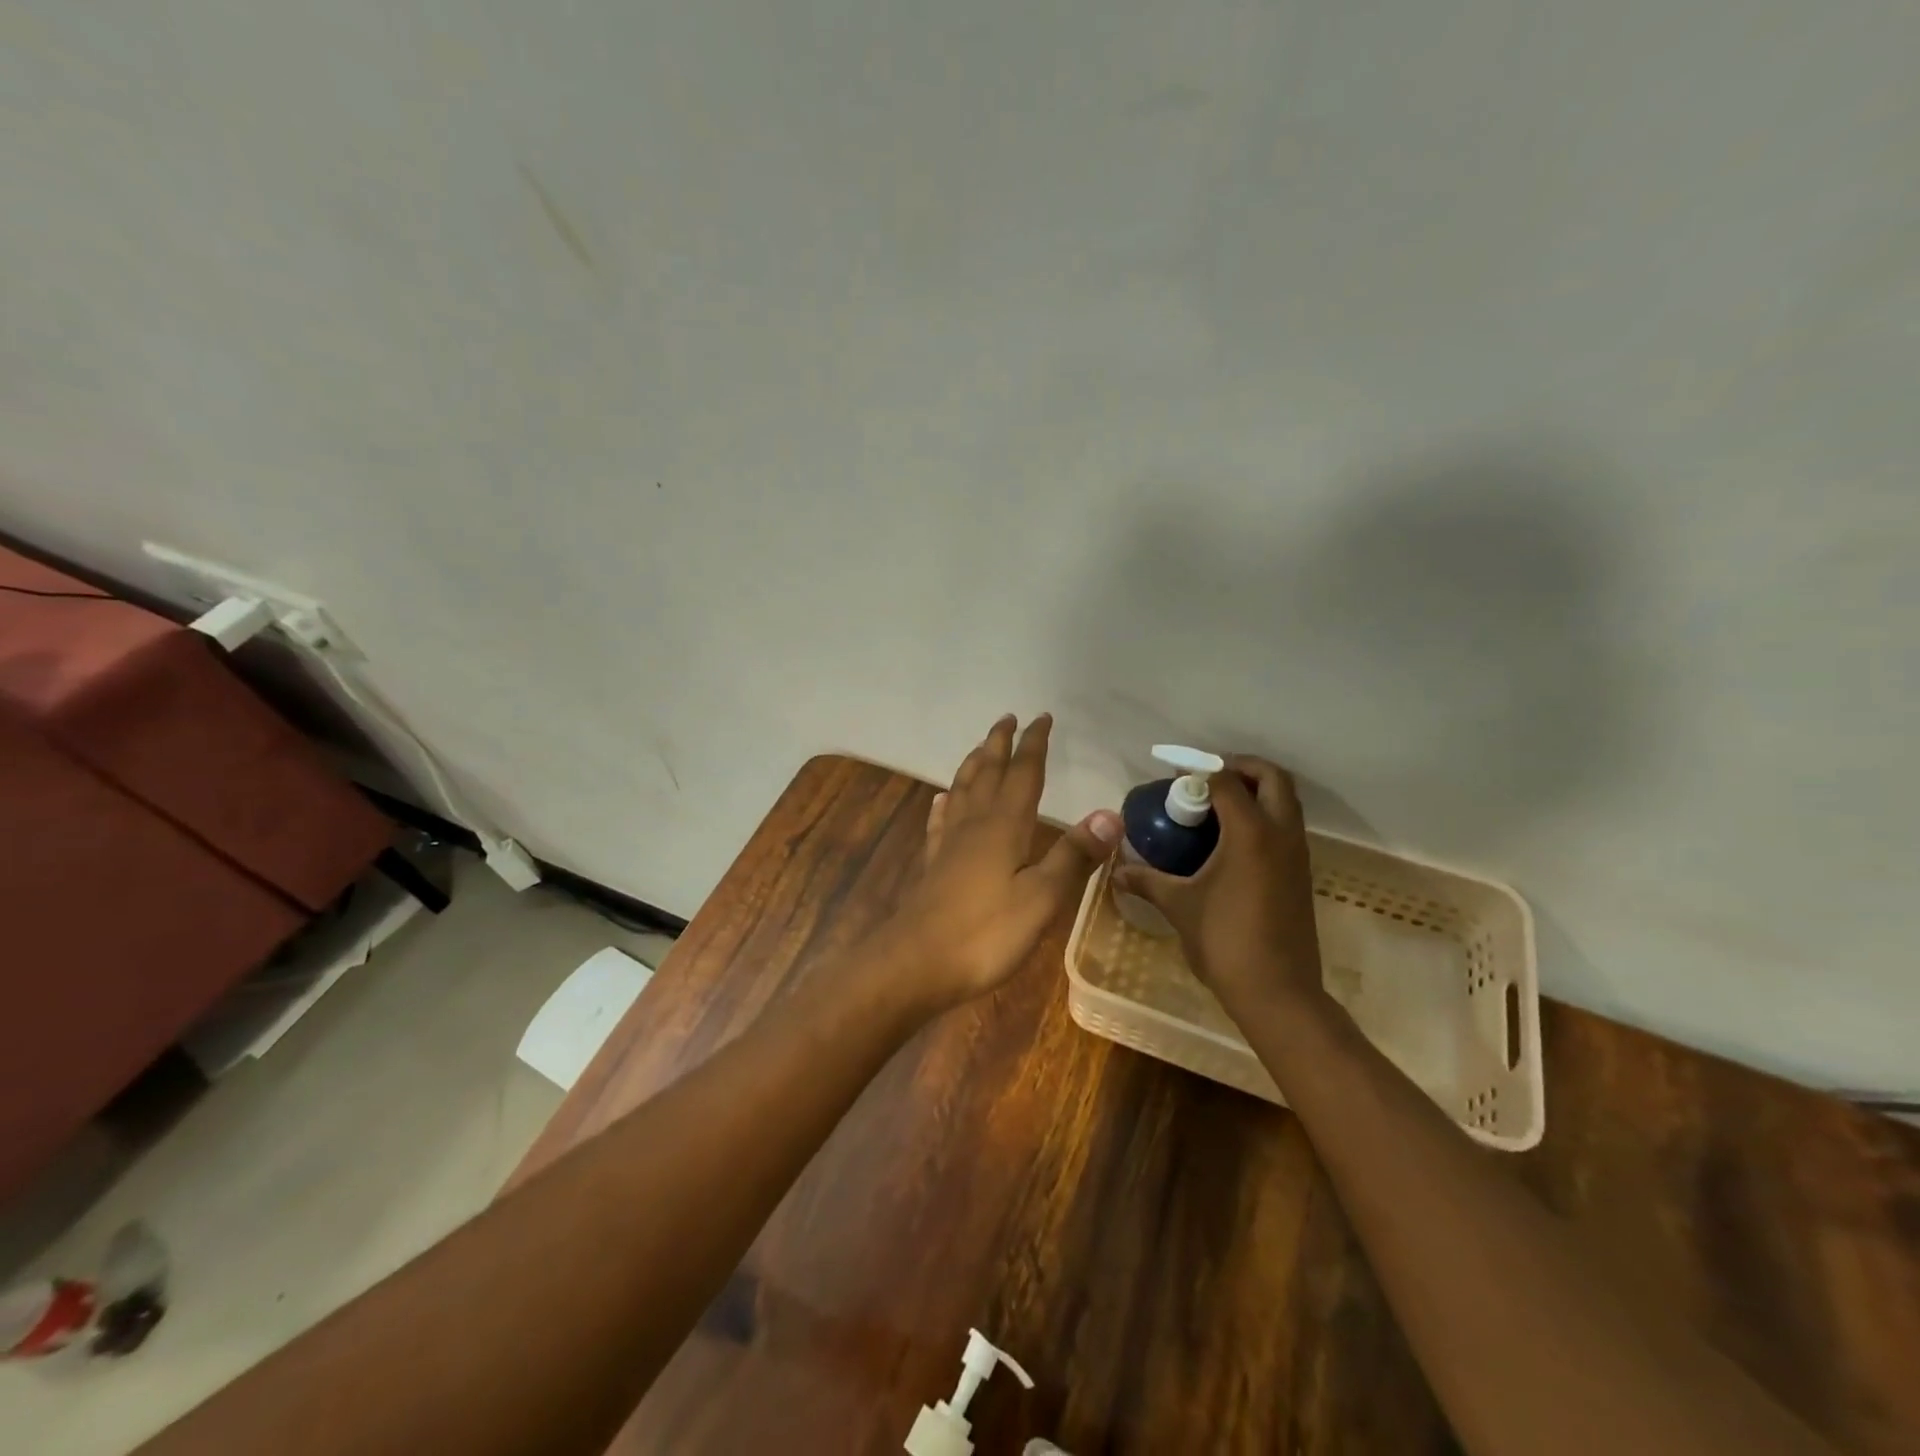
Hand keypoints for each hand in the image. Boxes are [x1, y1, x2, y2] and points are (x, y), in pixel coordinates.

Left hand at [882, 714, 1122, 1011]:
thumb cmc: (986, 933)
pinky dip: (946, 803)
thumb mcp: (1042, 898)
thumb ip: (1073, 856)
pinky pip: (940, 821)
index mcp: (1004, 826)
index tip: (1041, 718)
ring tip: (981, 748)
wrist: (917, 963)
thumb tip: (1110, 813)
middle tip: (1008, 718)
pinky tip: (943, 800)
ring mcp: (948, 843)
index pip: (1023, 773)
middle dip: (1000, 743)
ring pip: (962, 790)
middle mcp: (974, 824)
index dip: (1034, 744)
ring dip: (974, 764)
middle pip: (987, 772)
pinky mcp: (933, 864)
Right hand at [1111, 754, 1324, 1012]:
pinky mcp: (1301, 873)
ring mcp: (1297, 854)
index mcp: (1251, 834)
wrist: (1278, 992)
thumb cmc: (1225, 941)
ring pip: (1286, 802)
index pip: (1227, 781)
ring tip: (1216, 804)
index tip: (1174, 777)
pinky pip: (1286, 826)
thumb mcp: (1179, 906)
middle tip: (1207, 777)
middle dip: (1241, 767)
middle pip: (1273, 778)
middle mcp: (1281, 834)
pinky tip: (1231, 839)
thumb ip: (1147, 881)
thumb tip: (1116, 871)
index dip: (1200, 772)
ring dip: (1256, 791)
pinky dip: (1264, 816)